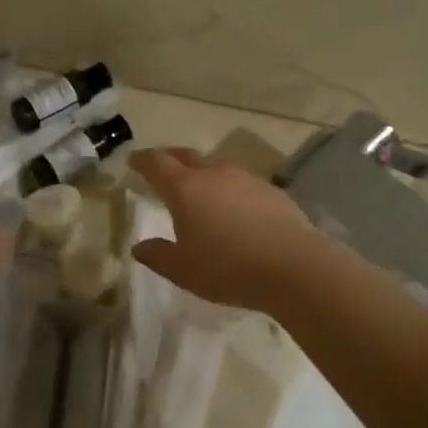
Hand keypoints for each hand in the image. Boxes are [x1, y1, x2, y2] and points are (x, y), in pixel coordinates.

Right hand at [128, 149, 322, 311]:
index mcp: (185, 189)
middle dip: (170, 159)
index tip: (133, 160)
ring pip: (215, 168)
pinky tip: (233, 209)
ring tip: (198, 191)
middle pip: (186, 157)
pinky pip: (239, 183)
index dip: (142, 160)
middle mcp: (213, 174)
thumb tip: (139, 247)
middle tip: (161, 167)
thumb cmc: (228, 269)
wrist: (294, 267)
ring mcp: (245, 179)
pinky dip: (228, 190)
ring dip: (202, 174)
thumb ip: (158, 255)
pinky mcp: (270, 190)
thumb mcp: (183, 270)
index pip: (156, 163)